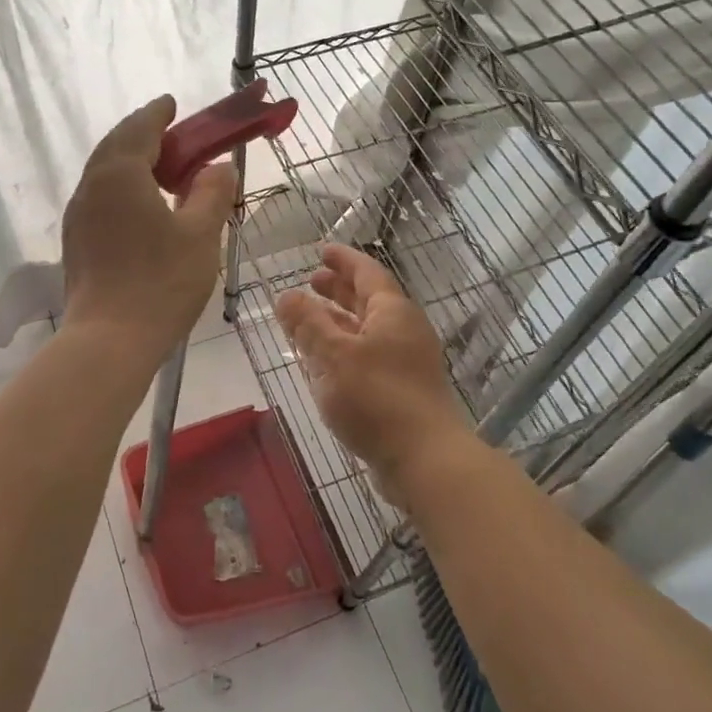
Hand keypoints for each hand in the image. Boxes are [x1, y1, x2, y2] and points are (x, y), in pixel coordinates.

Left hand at [62, 96, 236, 353]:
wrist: (109, 340)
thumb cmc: (161, 282)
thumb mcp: (200, 234)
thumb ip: (212, 193)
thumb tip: (218, 167)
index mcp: (120, 173)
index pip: (140, 128)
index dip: (158, 113)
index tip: (172, 103)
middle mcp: (92, 185)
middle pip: (116, 145)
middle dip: (143, 134)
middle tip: (172, 135)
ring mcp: (78, 214)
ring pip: (104, 172)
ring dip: (131, 161)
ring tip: (161, 170)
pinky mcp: (76, 241)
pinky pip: (100, 197)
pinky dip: (121, 187)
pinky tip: (141, 207)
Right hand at [276, 244, 472, 502]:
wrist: (425, 459)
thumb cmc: (377, 398)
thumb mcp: (333, 355)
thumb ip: (307, 324)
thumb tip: (285, 295)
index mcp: (392, 312)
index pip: (366, 272)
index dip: (343, 260)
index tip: (321, 251)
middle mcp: (404, 331)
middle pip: (368, 300)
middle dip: (339, 289)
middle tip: (311, 282)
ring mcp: (407, 363)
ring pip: (367, 332)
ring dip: (338, 323)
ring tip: (309, 322)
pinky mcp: (403, 392)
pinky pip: (369, 359)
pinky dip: (345, 352)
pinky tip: (324, 366)